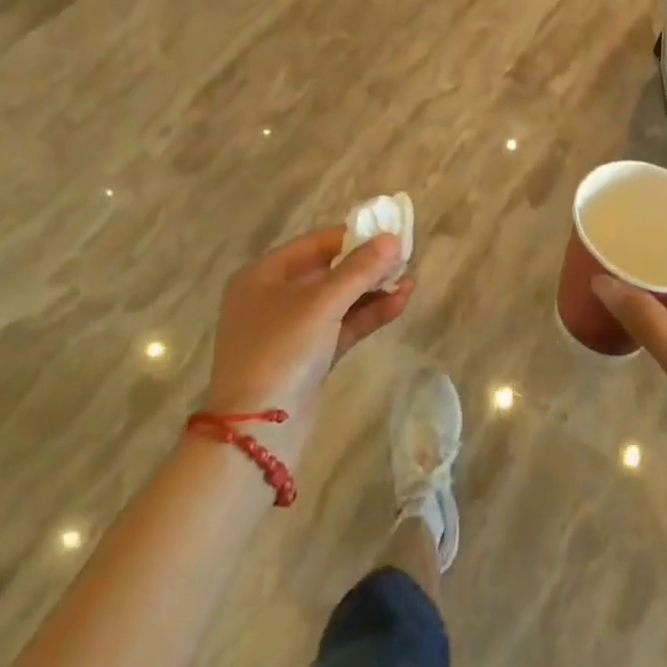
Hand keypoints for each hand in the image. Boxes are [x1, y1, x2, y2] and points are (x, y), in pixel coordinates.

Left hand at [202, 227, 414, 468]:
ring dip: (372, 291)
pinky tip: (399, 305)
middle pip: (327, 272)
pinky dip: (367, 316)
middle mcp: (274, 299)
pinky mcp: (308, 359)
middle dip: (366, 266)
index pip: (314, 245)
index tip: (388, 233)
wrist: (257, 434)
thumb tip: (392, 239)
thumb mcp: (321, 304)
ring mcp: (291, 332)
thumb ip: (359, 270)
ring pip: (338, 301)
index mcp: (263, 276)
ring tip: (410, 281)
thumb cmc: (280, 352)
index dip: (352, 236)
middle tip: (404, 258)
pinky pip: (341, 327)